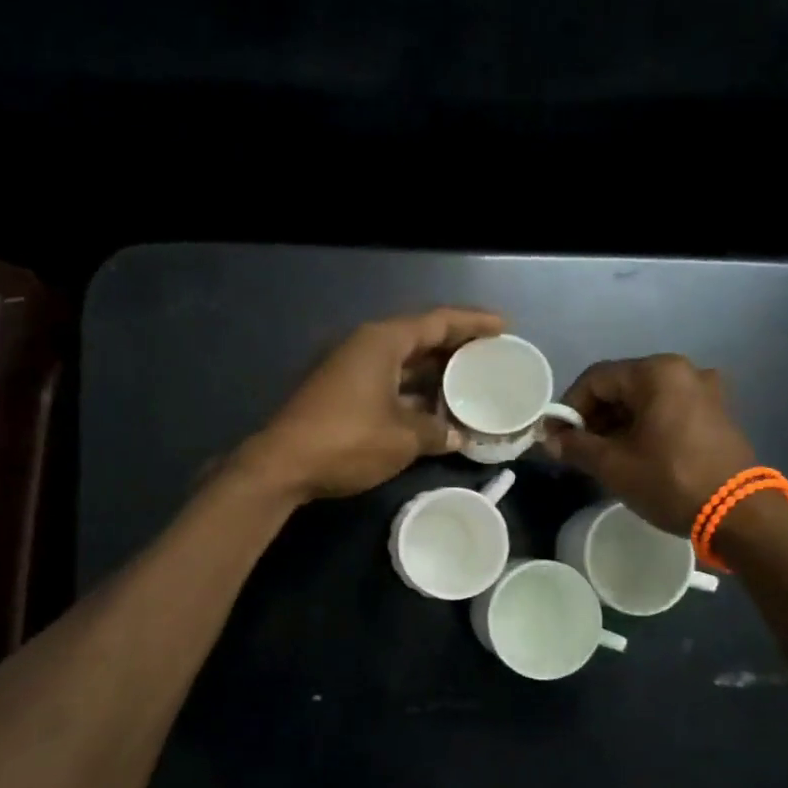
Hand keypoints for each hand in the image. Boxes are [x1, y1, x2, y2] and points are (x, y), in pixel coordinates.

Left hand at [241, 308, 506, 500]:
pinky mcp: (341, 393)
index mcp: (383, 342)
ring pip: (403, 363)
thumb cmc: (347, 441)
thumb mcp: (402, 438)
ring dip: (435, 375)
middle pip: (420, 338)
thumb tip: (457, 437)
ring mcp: (351, 369)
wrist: (282, 465)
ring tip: (471, 384)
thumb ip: (436, 432)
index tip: (504, 328)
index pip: (438, 321)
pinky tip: (435, 410)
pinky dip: (413, 393)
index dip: (473, 323)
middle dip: (456, 349)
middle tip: (491, 357)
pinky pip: (389, 383)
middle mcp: (366, 346)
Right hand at [543, 355, 757, 534]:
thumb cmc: (670, 481)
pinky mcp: (716, 413)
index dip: (568, 407)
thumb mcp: (614, 465)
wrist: (739, 514)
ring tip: (600, 455)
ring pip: (645, 399)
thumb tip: (548, 440)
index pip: (596, 379)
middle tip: (574, 448)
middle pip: (621, 386)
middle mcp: (683, 371)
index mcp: (657, 373)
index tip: (554, 436)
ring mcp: (705, 391)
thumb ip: (576, 446)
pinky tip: (632, 453)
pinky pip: (668, 410)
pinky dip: (644, 426)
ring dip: (617, 423)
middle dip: (593, 416)